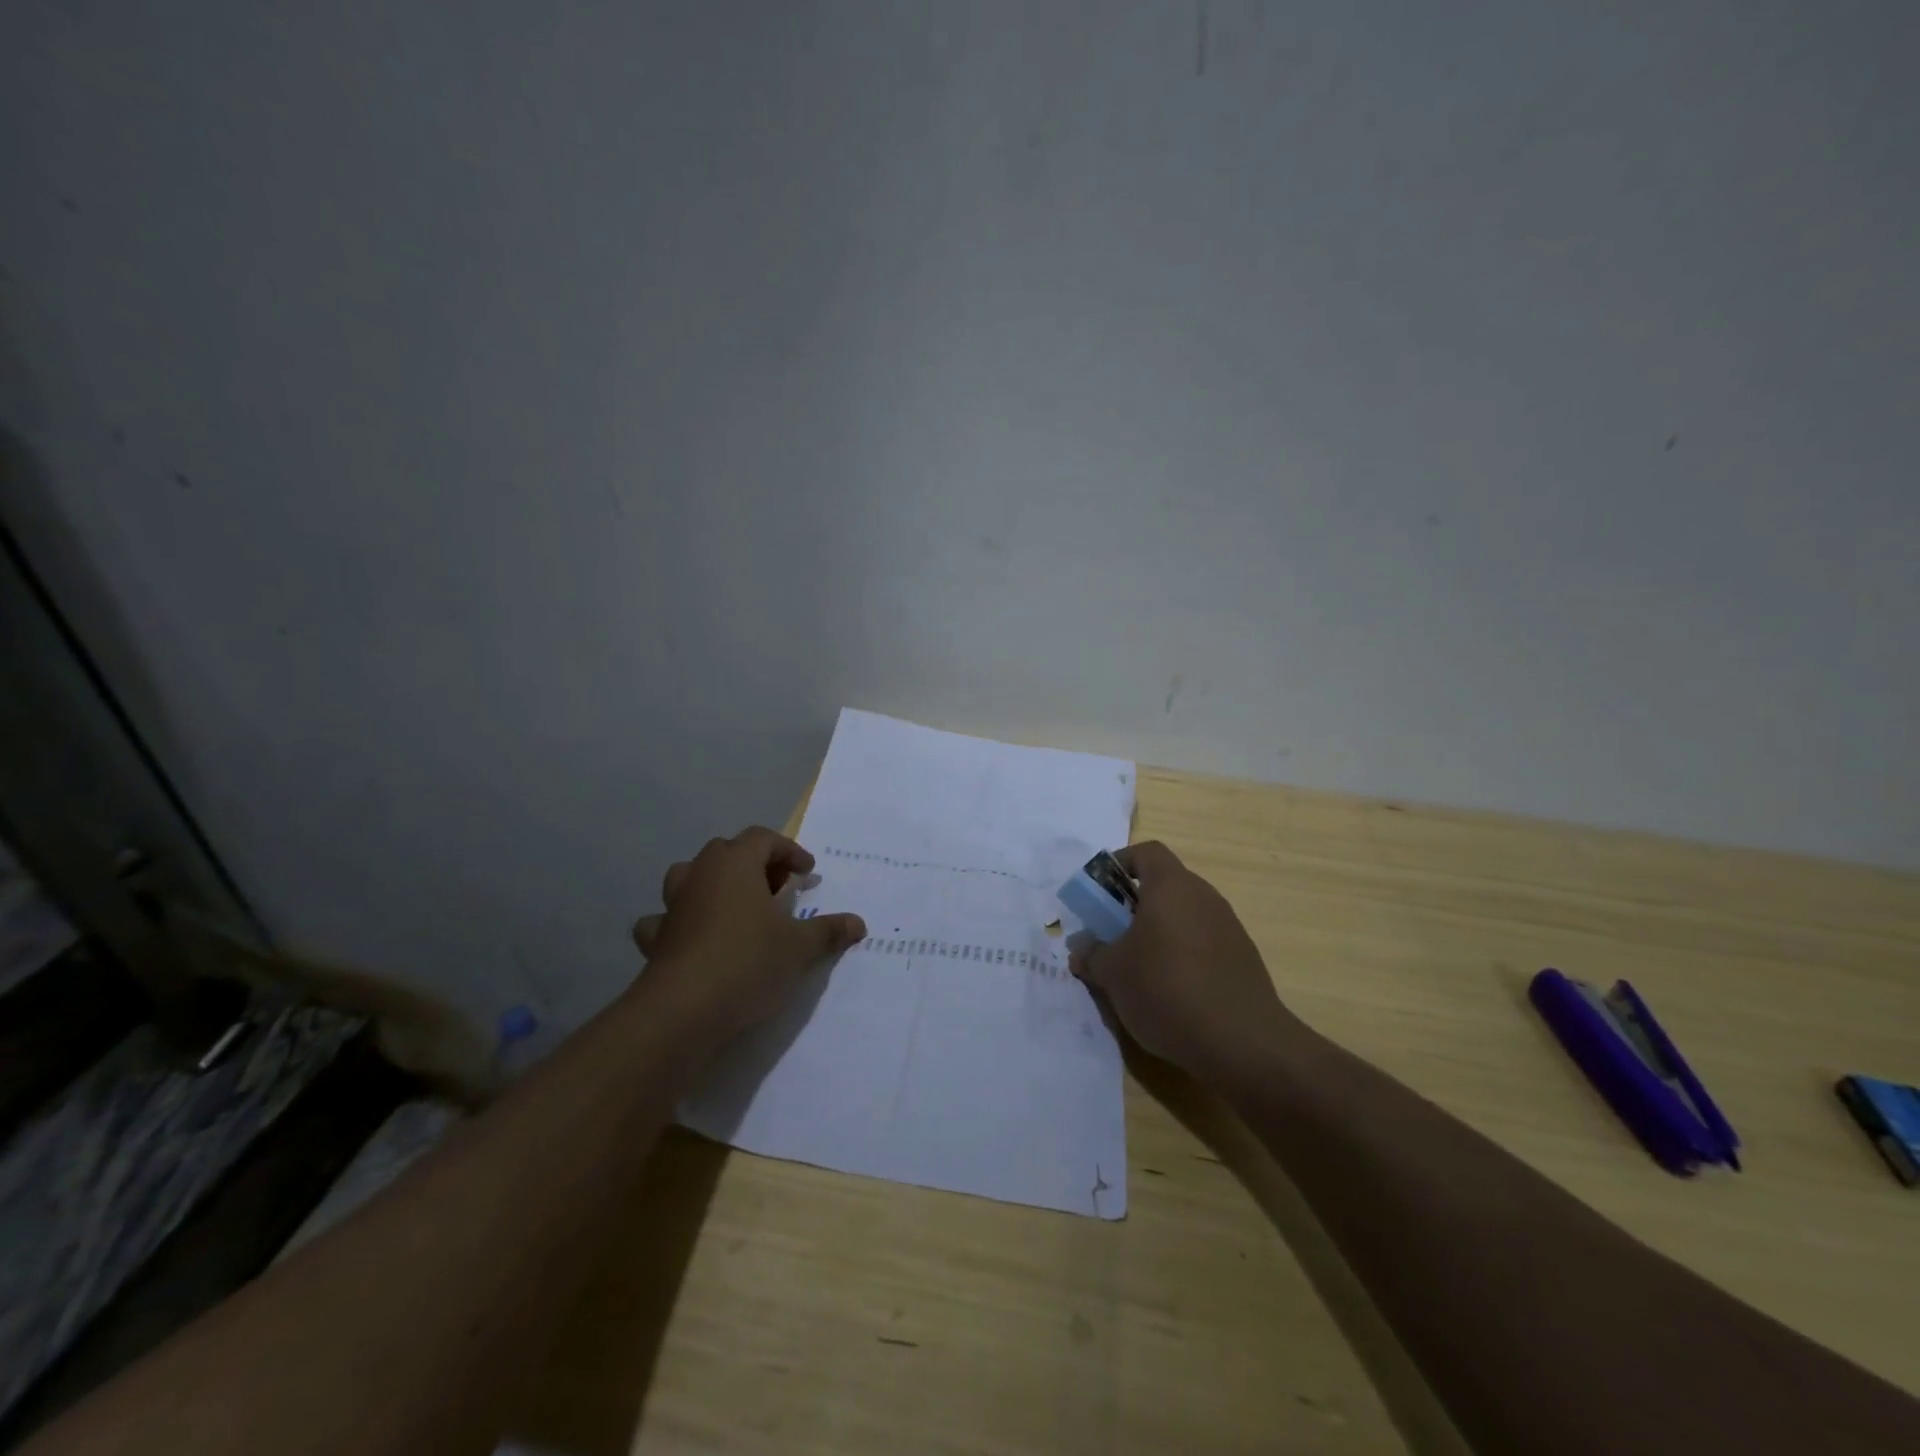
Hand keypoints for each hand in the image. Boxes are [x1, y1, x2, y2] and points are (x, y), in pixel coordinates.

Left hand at [630, 827, 865, 1042]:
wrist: (683, 1011)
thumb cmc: (748, 962)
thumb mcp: (800, 947)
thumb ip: (829, 930)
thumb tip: (859, 923)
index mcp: (735, 863)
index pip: (764, 838)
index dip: (789, 851)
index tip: (807, 873)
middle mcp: (700, 874)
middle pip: (727, 851)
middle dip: (755, 865)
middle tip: (777, 889)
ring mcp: (673, 905)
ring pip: (691, 876)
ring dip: (714, 885)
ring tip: (737, 908)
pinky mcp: (656, 939)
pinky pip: (667, 918)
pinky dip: (680, 922)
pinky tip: (695, 939)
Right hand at [1070, 841, 1297, 1080]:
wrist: (1242, 1043)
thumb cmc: (1166, 989)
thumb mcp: (1112, 973)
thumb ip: (1091, 954)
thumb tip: (1081, 948)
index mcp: (1172, 886)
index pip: (1146, 853)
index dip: (1120, 863)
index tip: (1100, 891)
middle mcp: (1204, 897)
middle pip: (1165, 886)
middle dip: (1134, 906)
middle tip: (1112, 935)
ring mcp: (1229, 927)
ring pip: (1184, 917)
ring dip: (1158, 934)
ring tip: (1138, 970)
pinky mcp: (1243, 959)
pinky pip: (1203, 944)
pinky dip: (1182, 956)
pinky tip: (1171, 993)